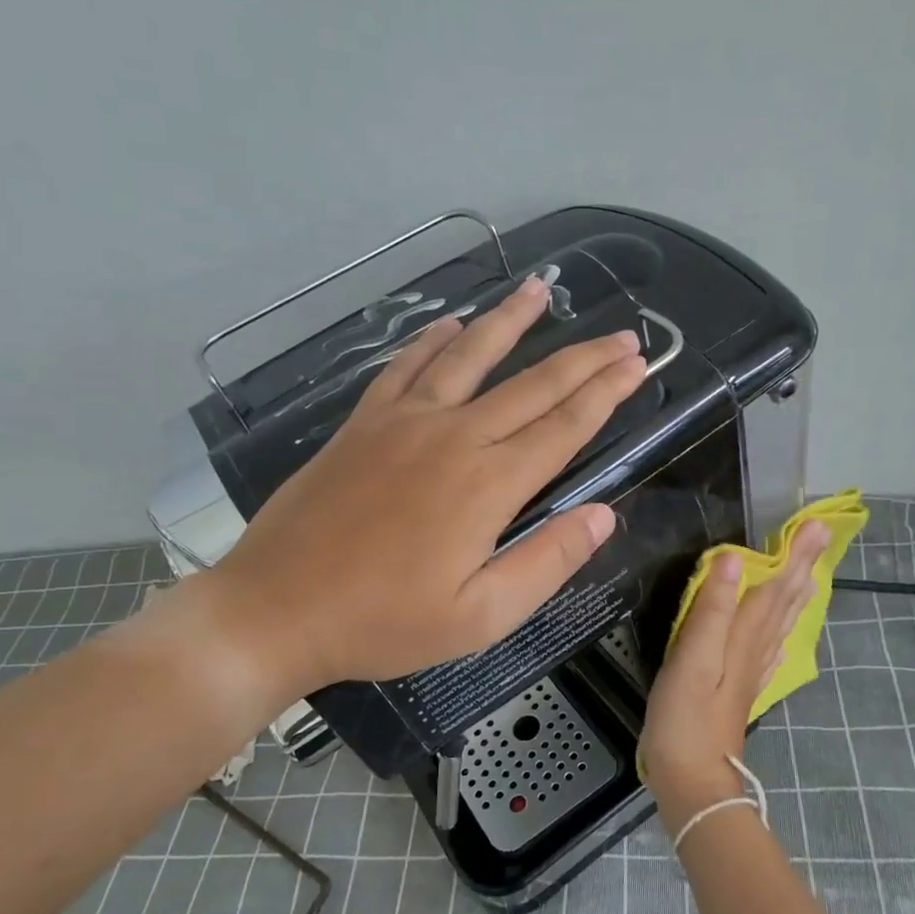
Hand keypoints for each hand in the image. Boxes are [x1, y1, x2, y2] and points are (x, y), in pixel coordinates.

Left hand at [206, 276, 647, 694]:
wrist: (277, 608)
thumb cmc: (384, 622)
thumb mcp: (481, 617)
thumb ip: (548, 561)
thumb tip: (604, 514)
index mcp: (489, 484)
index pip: (564, 426)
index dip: (606, 392)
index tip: (637, 364)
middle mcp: (454, 436)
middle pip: (532, 385)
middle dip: (583, 357)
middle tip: (622, 334)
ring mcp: (403, 422)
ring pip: (469, 357)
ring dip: (510, 322)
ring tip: (541, 290)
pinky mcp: (363, 424)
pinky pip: (405, 368)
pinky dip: (432, 342)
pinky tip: (450, 325)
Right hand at [639, 522, 829, 834]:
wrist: (693, 783)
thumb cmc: (684, 718)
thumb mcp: (692, 659)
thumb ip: (711, 610)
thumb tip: (733, 561)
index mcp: (742, 639)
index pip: (773, 588)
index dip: (791, 556)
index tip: (813, 525)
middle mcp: (753, 652)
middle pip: (782, 603)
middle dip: (800, 568)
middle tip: (819, 537)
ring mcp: (749, 675)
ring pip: (778, 626)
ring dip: (794, 596)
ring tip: (809, 574)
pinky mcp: (740, 693)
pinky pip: (768, 652)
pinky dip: (779, 634)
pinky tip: (781, 636)